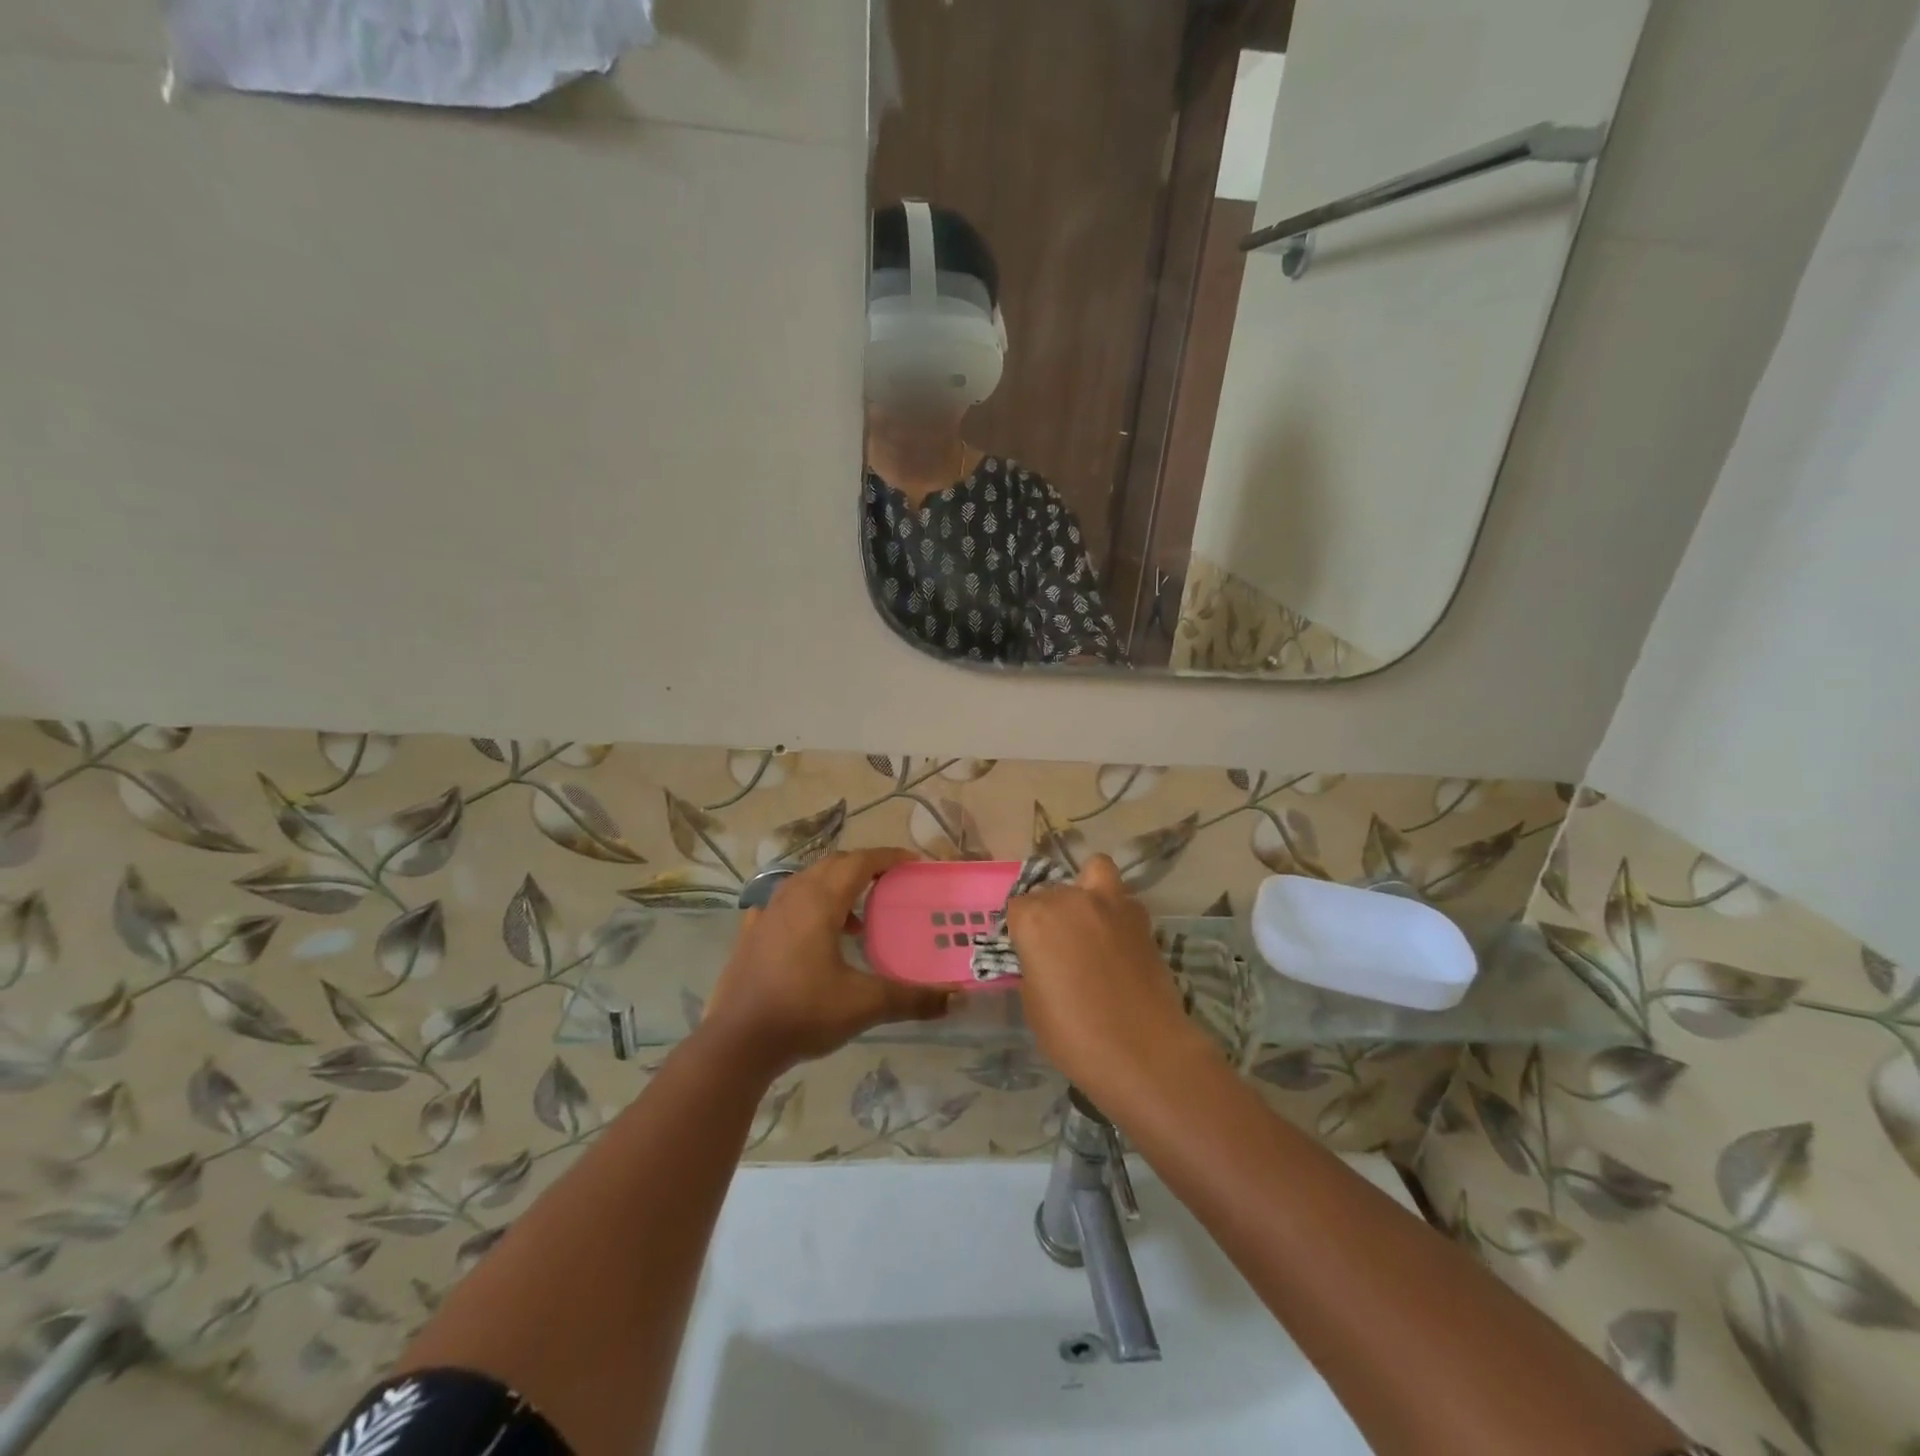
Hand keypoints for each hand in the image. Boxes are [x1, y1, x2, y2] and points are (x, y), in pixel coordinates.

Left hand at [704, 849, 950, 1076]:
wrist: (737, 1042)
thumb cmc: (803, 1013)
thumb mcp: (864, 1005)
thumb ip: (911, 998)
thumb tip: (956, 999)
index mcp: (820, 901)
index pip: (860, 862)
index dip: (888, 858)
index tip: (913, 863)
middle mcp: (792, 895)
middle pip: (833, 865)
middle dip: (864, 868)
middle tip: (891, 886)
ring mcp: (767, 913)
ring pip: (807, 881)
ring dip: (836, 887)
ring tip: (857, 919)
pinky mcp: (751, 933)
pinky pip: (785, 903)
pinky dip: (807, 906)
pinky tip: (813, 934)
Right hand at [1006, 855, 1205, 1101]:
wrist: (1143, 1050)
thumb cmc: (1074, 1033)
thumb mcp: (1033, 1003)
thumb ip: (1033, 966)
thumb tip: (1043, 958)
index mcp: (1035, 919)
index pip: (1017, 907)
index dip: (1022, 931)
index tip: (1029, 954)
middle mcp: (1070, 900)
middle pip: (1053, 890)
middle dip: (1051, 912)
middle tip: (1059, 947)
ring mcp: (1111, 904)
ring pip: (1094, 871)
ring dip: (1088, 890)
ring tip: (1091, 925)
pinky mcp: (1142, 918)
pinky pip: (1122, 900)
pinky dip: (1117, 912)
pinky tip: (1118, 943)